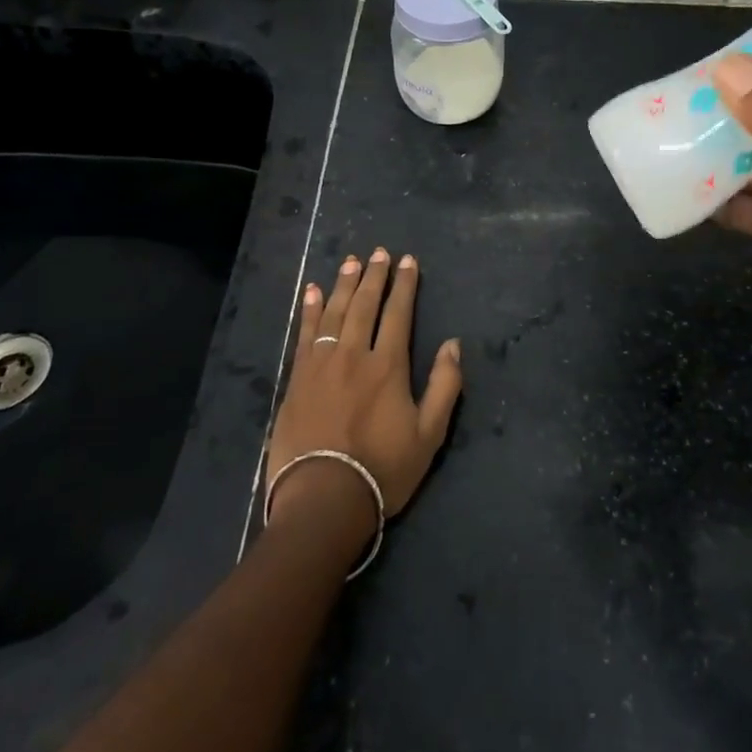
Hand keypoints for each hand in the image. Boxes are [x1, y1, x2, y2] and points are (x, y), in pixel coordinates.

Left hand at [266, 249, 462, 527]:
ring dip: (344, 284)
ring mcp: (322, 365)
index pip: (398, 313)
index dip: (404, 285)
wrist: (323, 500)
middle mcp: (354, 355)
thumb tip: (454, 344)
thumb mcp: (429, 434)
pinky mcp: (297, 379)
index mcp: (388, 366)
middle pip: (365, 305)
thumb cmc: (382, 470)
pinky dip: (310, 310)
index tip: (408, 261)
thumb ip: (444, 386)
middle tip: (379, 252)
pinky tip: (313, 292)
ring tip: (351, 261)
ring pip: (335, 313)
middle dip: (374, 276)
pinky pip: (305, 334)